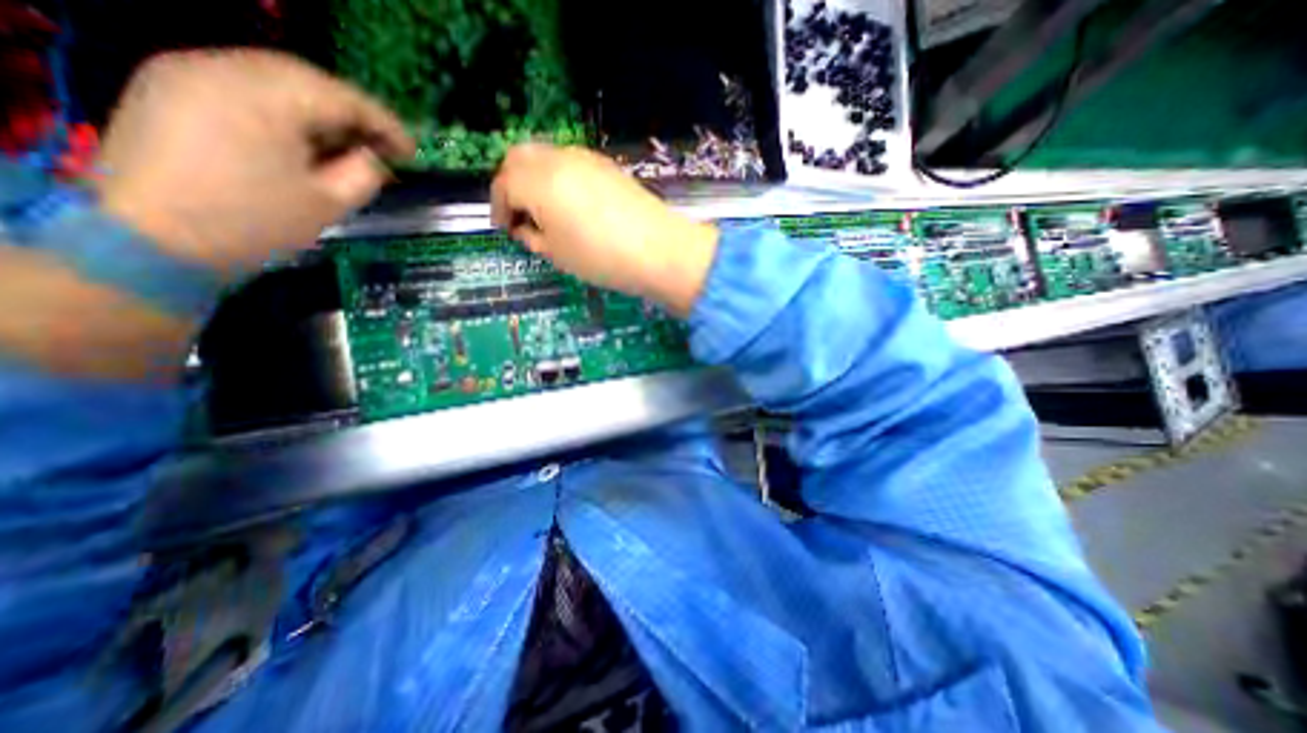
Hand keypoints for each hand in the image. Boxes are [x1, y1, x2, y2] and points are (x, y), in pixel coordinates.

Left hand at [93, 49, 409, 278]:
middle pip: (307, 79)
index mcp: (265, 97)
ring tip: (348, 144)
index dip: (385, 123)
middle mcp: (221, 67)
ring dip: (320, 110)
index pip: (342, 97)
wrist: (154, 240)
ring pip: (274, 78)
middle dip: (353, 112)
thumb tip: (375, 157)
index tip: (412, 152)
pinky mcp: (169, 87)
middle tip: (383, 146)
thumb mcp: (330, 203)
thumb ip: (365, 173)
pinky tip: (304, 138)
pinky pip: (244, 85)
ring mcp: (187, 72)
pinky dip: (284, 108)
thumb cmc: (256, 222)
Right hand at [489, 142, 717, 317]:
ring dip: (535, 177)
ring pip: (545, 155)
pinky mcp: (606, 164)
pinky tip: (571, 203)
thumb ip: (533, 237)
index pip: (503, 186)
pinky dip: (559, 176)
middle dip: (511, 184)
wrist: (659, 250)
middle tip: (519, 214)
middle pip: (519, 158)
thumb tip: (524, 228)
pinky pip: (570, 162)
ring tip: (546, 210)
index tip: (505, 228)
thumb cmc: (602, 259)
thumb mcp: (558, 256)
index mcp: (538, 183)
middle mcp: (557, 160)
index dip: (498, 208)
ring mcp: (585, 158)